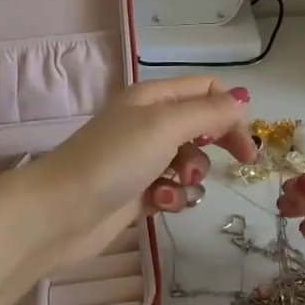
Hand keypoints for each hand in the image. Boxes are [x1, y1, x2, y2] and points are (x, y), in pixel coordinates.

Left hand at [15, 76, 256, 264]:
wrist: (57, 214)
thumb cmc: (113, 159)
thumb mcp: (165, 125)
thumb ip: (208, 113)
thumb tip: (243, 99)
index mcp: (153, 97)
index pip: (206, 90)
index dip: (231, 110)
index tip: (247, 141)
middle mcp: (148, 123)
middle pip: (201, 126)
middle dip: (217, 144)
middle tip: (238, 163)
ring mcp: (141, 160)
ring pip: (189, 163)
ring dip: (191, 177)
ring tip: (174, 187)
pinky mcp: (136, 194)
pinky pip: (171, 191)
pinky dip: (171, 199)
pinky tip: (158, 206)